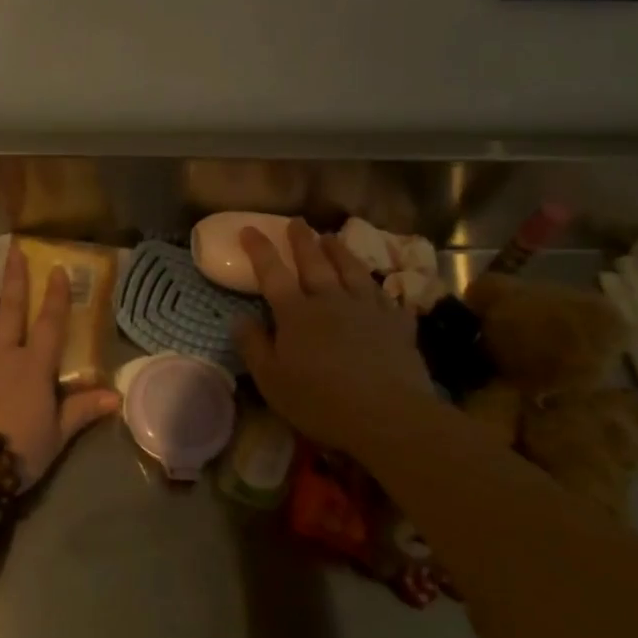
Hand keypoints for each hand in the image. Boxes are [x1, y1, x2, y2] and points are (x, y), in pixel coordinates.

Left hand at [0, 242, 120, 488]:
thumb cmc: (13, 449)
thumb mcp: (55, 436)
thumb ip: (82, 411)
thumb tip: (116, 396)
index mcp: (34, 366)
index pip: (50, 324)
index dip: (57, 296)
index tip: (58, 269)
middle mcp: (2, 352)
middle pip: (11, 309)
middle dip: (15, 279)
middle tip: (14, 252)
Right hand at [234, 219, 437, 454]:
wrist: (387, 415)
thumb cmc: (320, 401)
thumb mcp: (271, 379)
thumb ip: (253, 346)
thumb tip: (239, 318)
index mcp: (296, 313)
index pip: (273, 273)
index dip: (260, 249)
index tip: (250, 229)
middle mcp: (331, 301)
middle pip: (315, 263)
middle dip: (302, 241)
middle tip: (297, 222)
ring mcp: (368, 310)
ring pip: (352, 271)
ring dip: (340, 252)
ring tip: (333, 237)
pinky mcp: (398, 326)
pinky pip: (389, 299)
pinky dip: (382, 290)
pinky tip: (383, 288)